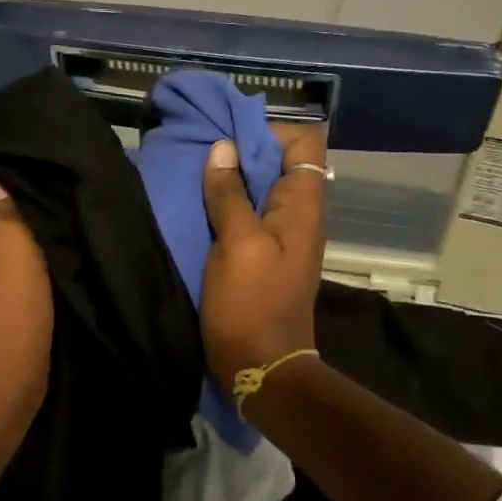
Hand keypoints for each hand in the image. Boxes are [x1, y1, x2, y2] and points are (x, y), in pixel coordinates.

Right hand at [198, 125, 327, 389]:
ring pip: (261, 188)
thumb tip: (223, 149)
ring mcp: (281, 237)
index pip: (306, 142)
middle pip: (280, 162)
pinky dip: (227, 205)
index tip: (230, 138)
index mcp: (302, 206)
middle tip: (203, 154)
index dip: (271, 131)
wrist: (261, 369)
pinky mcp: (262, 256)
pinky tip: (199, 207)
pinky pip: (248, 215)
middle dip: (243, 151)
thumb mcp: (237, 245)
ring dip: (232, 179)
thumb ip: (230, 196)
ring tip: (196, 176)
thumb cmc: (251, 306)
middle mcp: (298, 215)